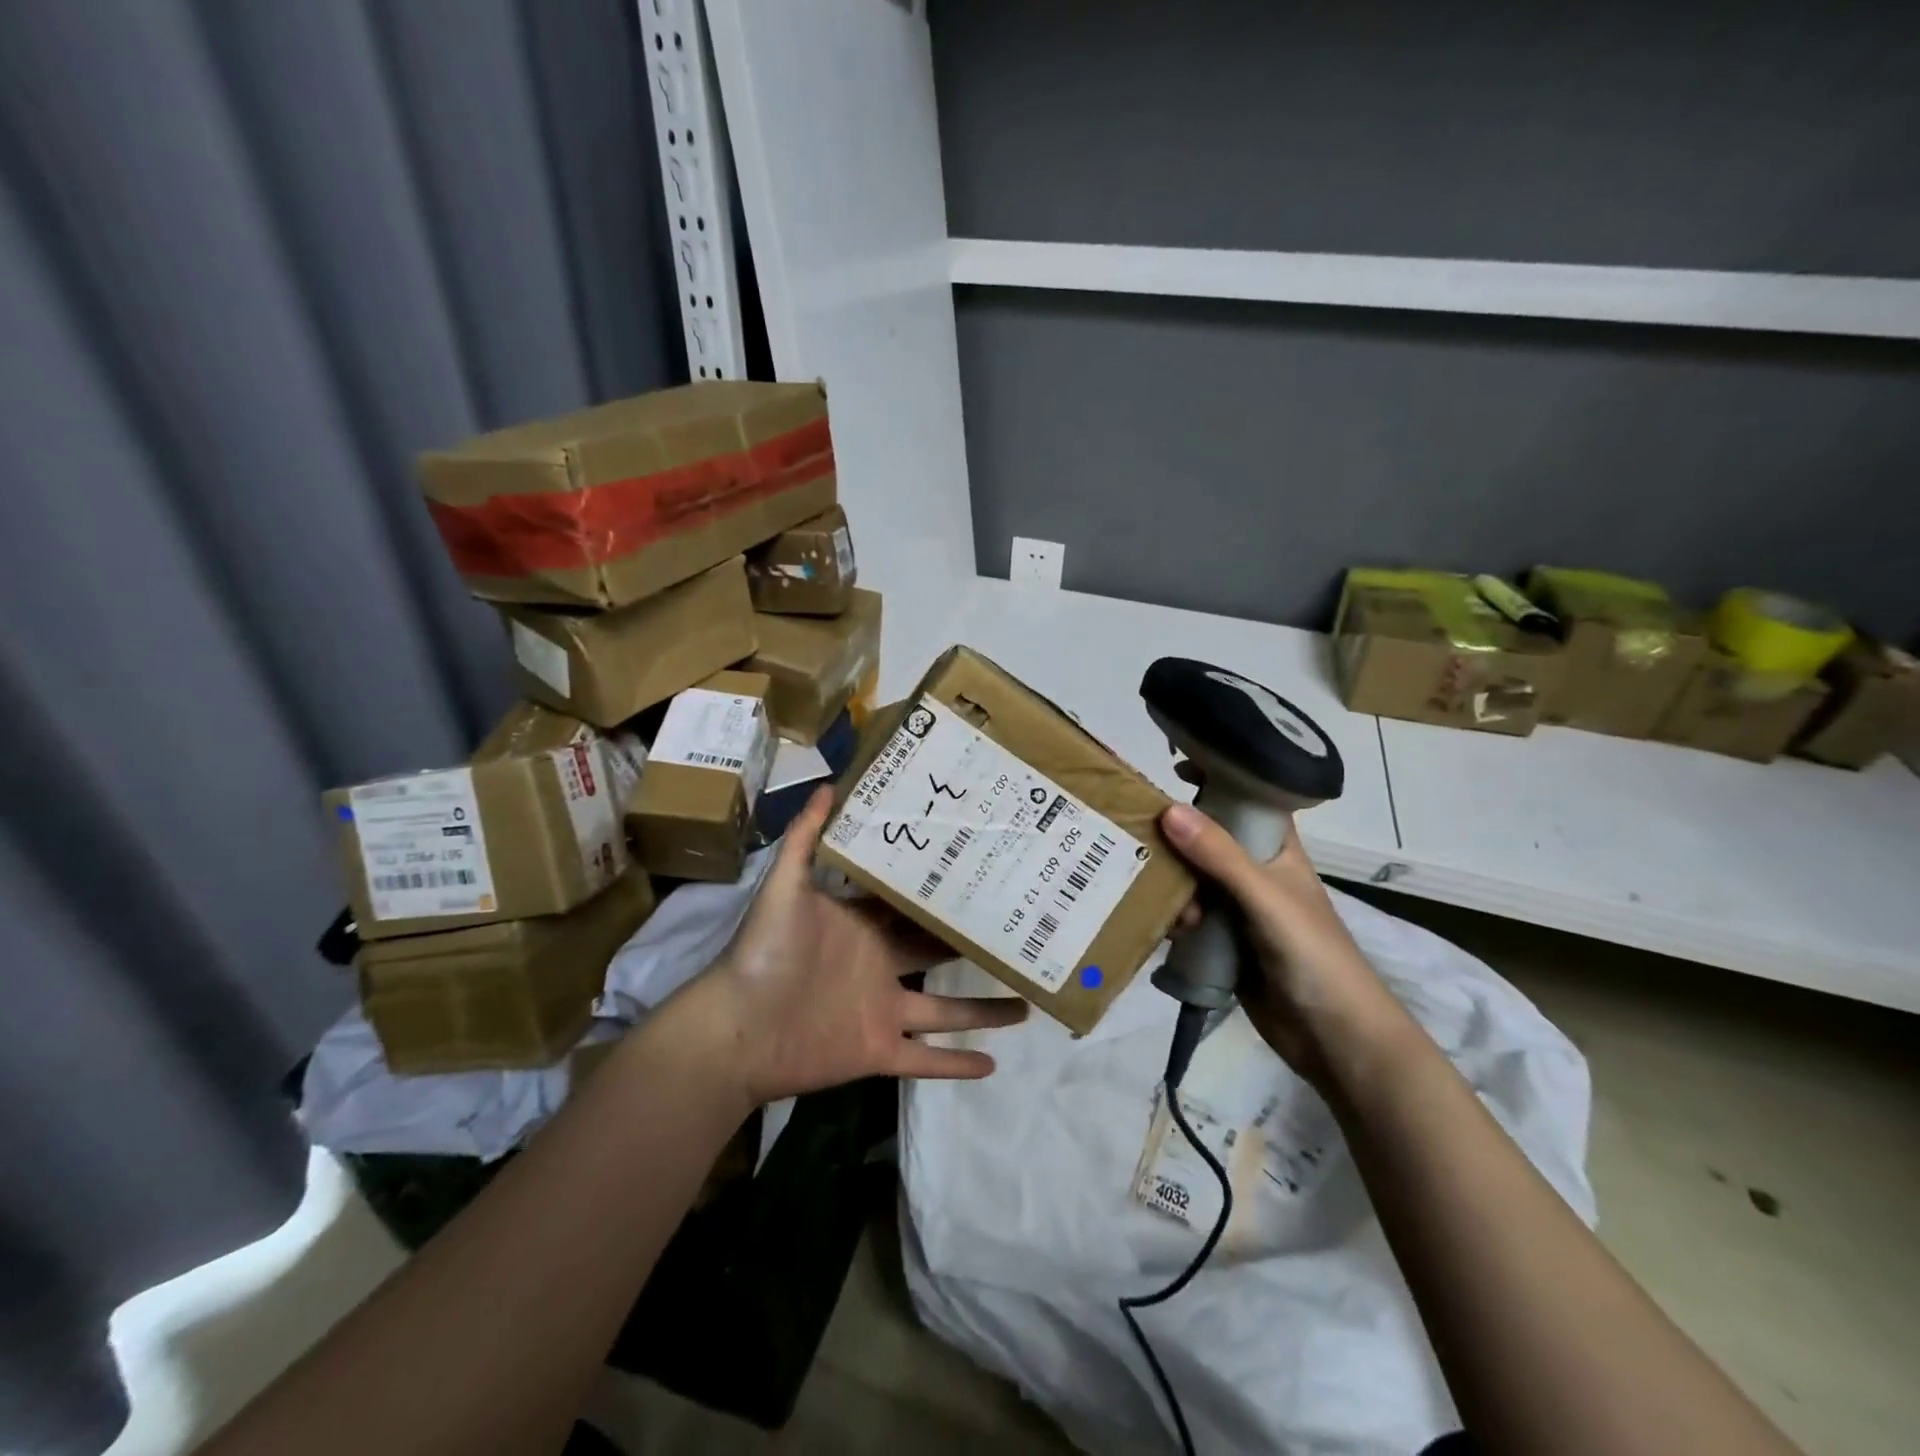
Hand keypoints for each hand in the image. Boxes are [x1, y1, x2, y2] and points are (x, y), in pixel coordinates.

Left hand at [679, 788, 1027, 1106]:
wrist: (736, 1028)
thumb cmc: (765, 951)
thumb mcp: (786, 885)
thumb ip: (806, 837)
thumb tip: (828, 783)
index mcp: (864, 927)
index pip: (911, 905)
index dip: (944, 893)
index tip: (985, 873)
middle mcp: (880, 966)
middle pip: (936, 953)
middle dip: (972, 944)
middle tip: (1019, 930)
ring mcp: (882, 1011)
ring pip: (945, 1011)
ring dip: (983, 1012)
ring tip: (1026, 1005)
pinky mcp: (878, 1052)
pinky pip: (925, 1060)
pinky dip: (956, 1065)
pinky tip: (994, 1067)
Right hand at [1159, 796, 1404, 1087]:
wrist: (1334, 1037)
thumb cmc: (1312, 954)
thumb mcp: (1265, 897)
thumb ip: (1220, 855)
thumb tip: (1167, 809)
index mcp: (1276, 851)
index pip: (1246, 799)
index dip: (1216, 777)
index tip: (1173, 765)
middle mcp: (1254, 873)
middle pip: (1206, 839)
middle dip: (1174, 836)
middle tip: (1135, 832)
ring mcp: (1238, 909)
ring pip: (1191, 880)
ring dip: (1170, 884)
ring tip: (1150, 894)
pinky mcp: (1223, 942)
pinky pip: (1188, 918)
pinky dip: (1171, 918)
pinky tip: (1160, 928)